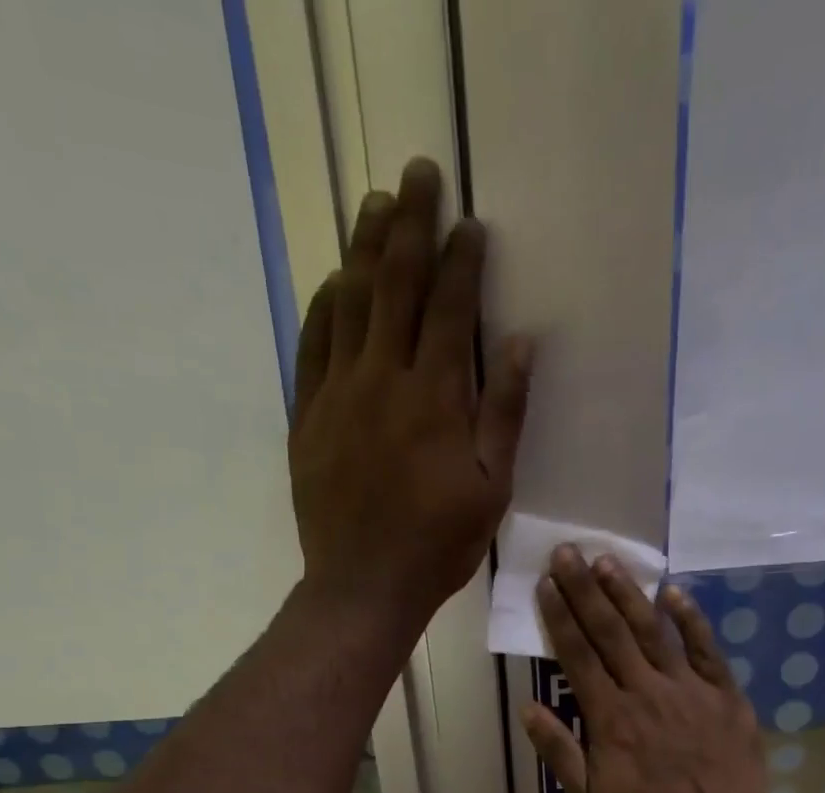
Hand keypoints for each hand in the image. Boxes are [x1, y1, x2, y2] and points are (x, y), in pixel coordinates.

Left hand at [289, 157, 533, 627]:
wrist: (362, 586)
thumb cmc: (438, 546)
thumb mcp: (491, 489)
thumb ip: (504, 413)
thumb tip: (517, 341)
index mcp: (435, 398)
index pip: (449, 308)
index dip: (461, 260)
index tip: (469, 222)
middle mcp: (383, 381)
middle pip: (395, 285)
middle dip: (410, 224)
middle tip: (417, 174)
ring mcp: (337, 395)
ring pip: (349, 304)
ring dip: (364, 249)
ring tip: (375, 205)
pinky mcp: (307, 417)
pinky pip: (312, 346)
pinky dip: (324, 307)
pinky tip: (334, 283)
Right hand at [523, 546, 773, 792]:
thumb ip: (559, 750)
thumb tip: (529, 707)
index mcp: (609, 717)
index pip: (577, 655)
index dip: (560, 616)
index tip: (546, 582)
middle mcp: (645, 691)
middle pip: (610, 632)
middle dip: (585, 590)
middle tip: (568, 552)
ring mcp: (688, 689)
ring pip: (653, 631)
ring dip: (628, 594)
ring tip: (607, 561)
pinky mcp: (724, 695)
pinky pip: (705, 649)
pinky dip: (690, 619)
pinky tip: (674, 592)